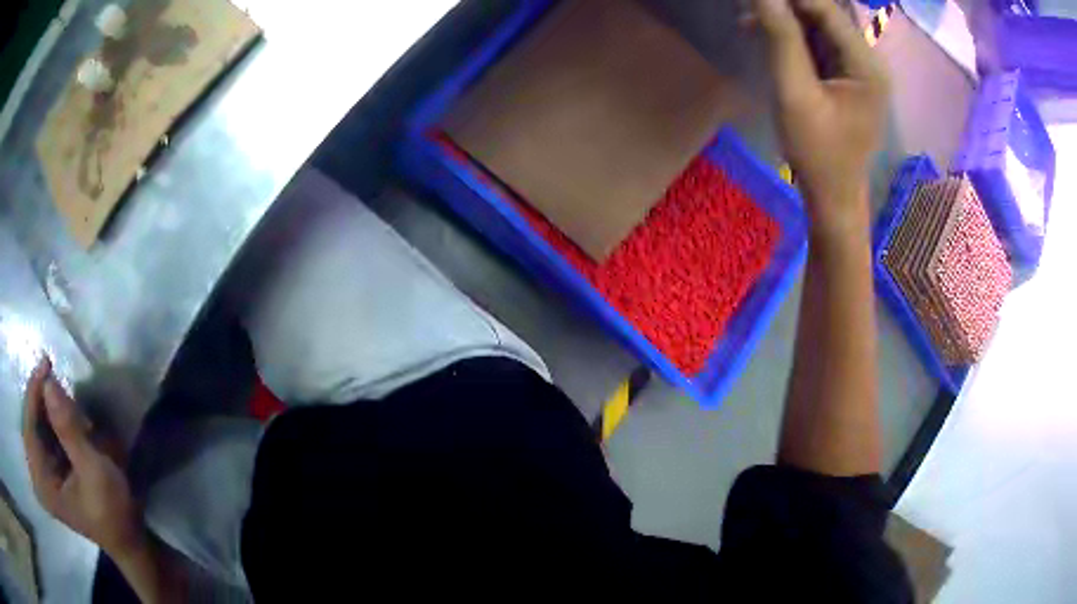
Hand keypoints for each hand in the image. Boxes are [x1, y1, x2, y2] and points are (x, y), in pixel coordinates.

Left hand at [22, 358, 147, 560]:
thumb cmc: (112, 512)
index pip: (29, 426)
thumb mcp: (94, 471)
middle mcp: (38, 478)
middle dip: (41, 400)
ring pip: (37, 426)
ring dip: (48, 409)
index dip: (34, 393)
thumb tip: (48, 382)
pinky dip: (52, 420)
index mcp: (43, 484)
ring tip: (65, 400)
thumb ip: (69, 429)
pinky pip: (44, 434)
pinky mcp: (50, 472)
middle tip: (57, 378)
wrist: (128, 539)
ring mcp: (43, 476)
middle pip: (30, 424)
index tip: (45, 363)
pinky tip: (65, 416)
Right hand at [750, 0, 888, 237]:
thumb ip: (781, 38)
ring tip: (749, 22)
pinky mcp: (847, 78)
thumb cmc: (817, 151)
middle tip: (751, 10)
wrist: (833, 194)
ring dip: (786, 20)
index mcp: (866, 65)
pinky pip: (819, 44)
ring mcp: (859, 70)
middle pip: (825, 15)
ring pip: (819, 27)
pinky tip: (766, 37)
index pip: (827, 10)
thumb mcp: (795, 92)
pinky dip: (792, 37)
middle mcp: (868, 61)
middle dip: (787, 7)